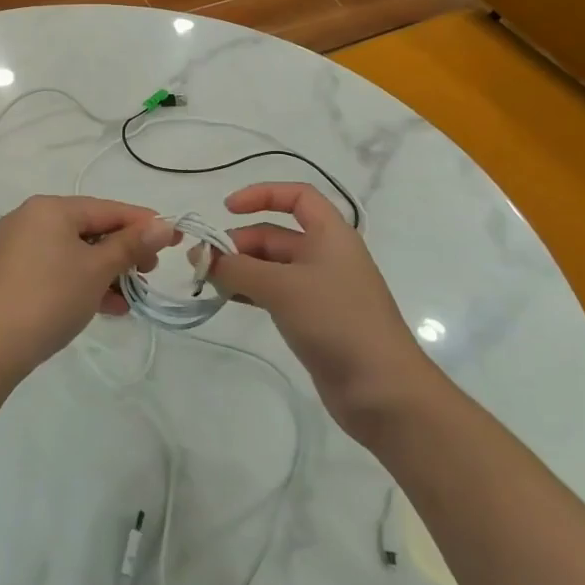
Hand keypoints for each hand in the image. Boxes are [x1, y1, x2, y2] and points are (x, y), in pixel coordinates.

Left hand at [0, 196, 176, 380]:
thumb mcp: (97, 270)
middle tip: (150, 273)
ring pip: (74, 252)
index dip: (144, 223)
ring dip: (106, 272)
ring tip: (131, 297)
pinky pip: (57, 268)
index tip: (175, 238)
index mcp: (50, 208)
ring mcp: (17, 246)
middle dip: (123, 252)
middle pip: (90, 228)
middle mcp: (30, 218)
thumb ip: (131, 244)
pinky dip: (82, 281)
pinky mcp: (11, 273)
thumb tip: (163, 224)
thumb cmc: (50, 298)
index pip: (107, 208)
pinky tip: (106, 307)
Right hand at [208, 183, 438, 431]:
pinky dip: (250, 291)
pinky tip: (227, 299)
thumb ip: (237, 268)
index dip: (261, 195)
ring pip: (271, 266)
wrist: (382, 389)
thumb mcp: (281, 287)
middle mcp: (326, 255)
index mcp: (331, 235)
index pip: (297, 196)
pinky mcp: (313, 318)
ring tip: (207, 281)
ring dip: (240, 268)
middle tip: (202, 262)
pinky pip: (275, 293)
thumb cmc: (336, 321)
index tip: (227, 209)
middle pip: (276, 234)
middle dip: (238, 242)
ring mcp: (320, 289)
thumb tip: (203, 257)